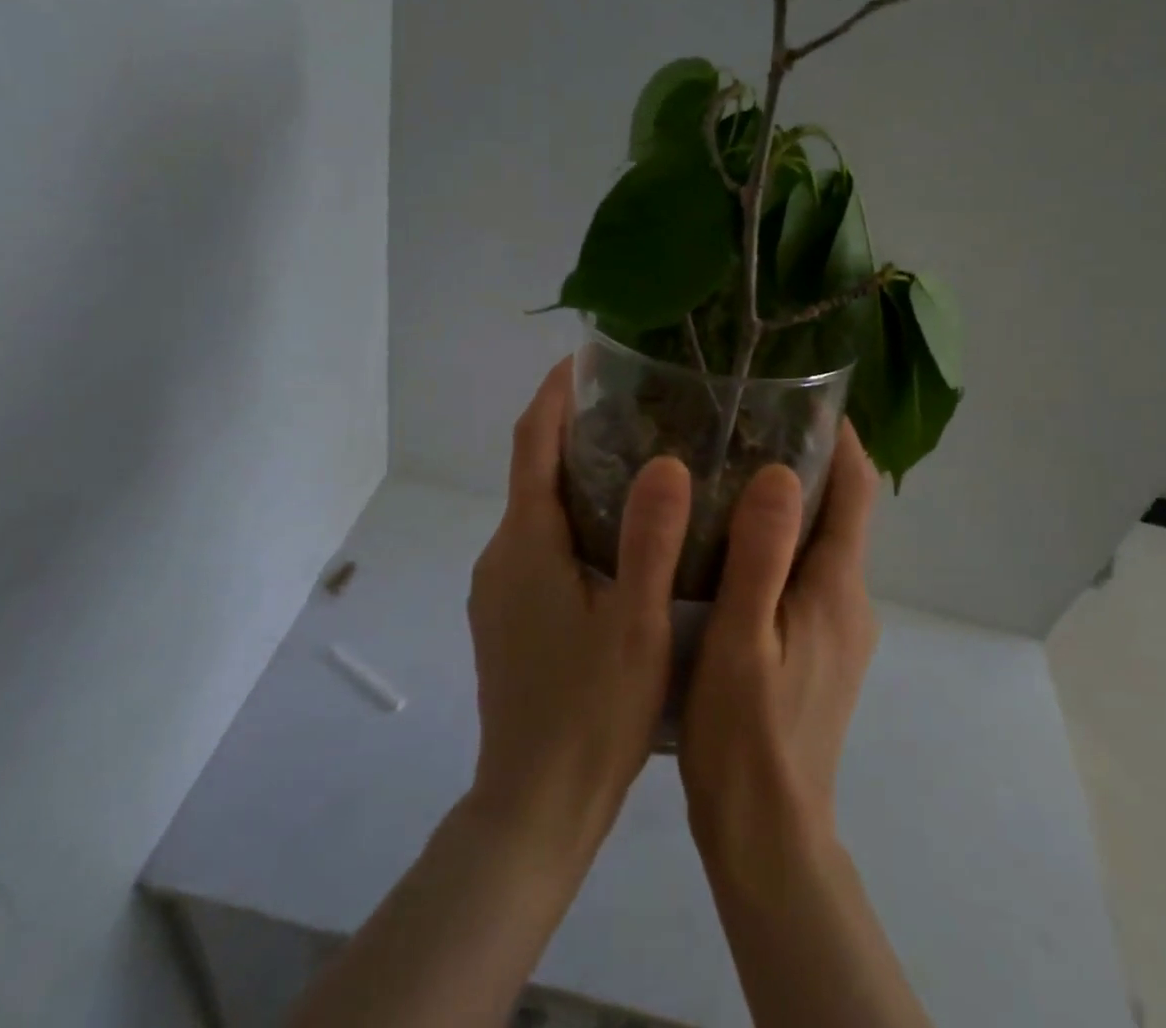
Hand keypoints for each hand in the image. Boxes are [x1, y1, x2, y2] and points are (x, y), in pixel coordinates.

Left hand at [466, 358, 691, 860]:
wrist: (533, 808)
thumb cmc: (589, 713)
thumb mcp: (635, 624)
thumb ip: (650, 540)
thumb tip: (666, 460)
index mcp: (526, 542)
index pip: (532, 441)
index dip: (556, 392)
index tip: (588, 357)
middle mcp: (502, 554)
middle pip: (534, 469)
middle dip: (576, 428)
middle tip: (640, 407)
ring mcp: (499, 588)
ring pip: (538, 509)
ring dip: (577, 475)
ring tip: (642, 460)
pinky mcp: (507, 615)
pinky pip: (539, 542)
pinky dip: (574, 517)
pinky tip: (621, 535)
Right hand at [679, 422, 879, 861]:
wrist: (768, 835)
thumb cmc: (745, 733)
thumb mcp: (742, 637)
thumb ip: (762, 554)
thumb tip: (783, 471)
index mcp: (836, 587)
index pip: (856, 490)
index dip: (839, 438)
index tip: (801, 396)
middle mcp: (850, 600)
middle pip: (841, 510)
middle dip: (807, 461)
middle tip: (744, 426)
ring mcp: (838, 628)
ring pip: (822, 543)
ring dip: (791, 502)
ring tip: (730, 471)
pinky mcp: (820, 650)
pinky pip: (807, 573)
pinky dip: (780, 542)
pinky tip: (729, 543)